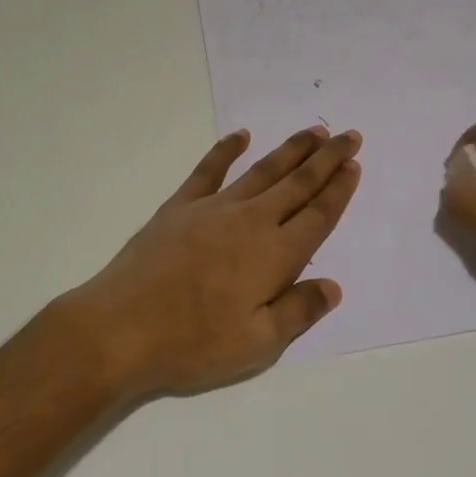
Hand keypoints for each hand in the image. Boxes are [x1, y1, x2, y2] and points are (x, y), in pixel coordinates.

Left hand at [61, 126, 362, 398]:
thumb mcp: (257, 345)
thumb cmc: (193, 343)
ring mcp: (213, 209)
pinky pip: (209, 170)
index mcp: (274, 255)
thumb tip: (332, 286)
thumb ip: (299, 312)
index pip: (318, 216)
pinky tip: (240, 136)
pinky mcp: (180, 207)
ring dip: (291, 150)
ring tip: (313, 132)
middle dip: (327, 158)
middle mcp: (250, 221)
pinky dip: (226, 150)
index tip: (354, 166)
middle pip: (298, 183)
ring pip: (262, 170)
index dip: (339, 190)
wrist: (121, 328)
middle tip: (349, 135)